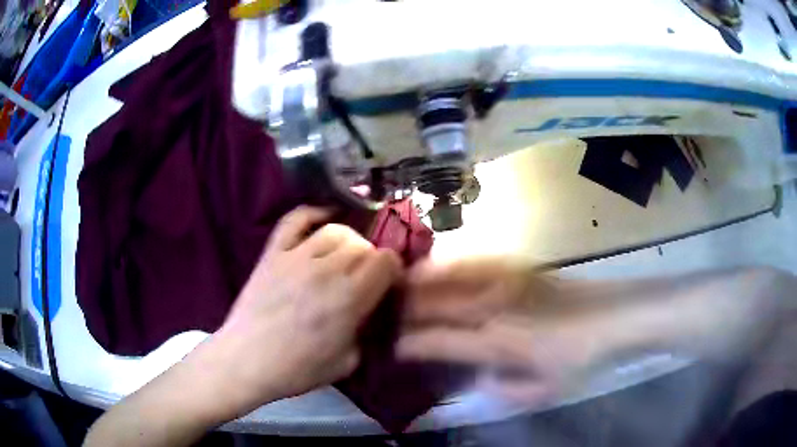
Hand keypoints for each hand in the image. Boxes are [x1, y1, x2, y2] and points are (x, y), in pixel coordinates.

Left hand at [205, 206, 402, 417]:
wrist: (246, 361)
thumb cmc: (297, 369)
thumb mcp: (347, 362)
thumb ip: (365, 332)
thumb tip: (370, 311)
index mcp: (349, 298)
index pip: (386, 261)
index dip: (393, 269)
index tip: (388, 281)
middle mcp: (326, 269)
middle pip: (363, 244)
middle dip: (371, 258)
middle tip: (363, 276)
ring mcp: (296, 256)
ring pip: (335, 229)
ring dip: (348, 240)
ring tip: (343, 256)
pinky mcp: (273, 252)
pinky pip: (295, 220)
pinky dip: (312, 213)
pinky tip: (323, 217)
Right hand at [397, 259, 609, 404]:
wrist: (612, 317)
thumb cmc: (580, 359)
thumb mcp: (545, 391)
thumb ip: (507, 392)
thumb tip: (482, 380)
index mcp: (498, 342)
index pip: (440, 340)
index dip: (412, 344)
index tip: (394, 347)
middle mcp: (495, 308)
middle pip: (438, 304)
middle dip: (407, 308)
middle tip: (385, 311)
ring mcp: (507, 282)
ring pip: (452, 275)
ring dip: (422, 279)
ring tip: (401, 281)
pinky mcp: (520, 267)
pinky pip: (477, 260)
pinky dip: (453, 261)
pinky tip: (441, 261)